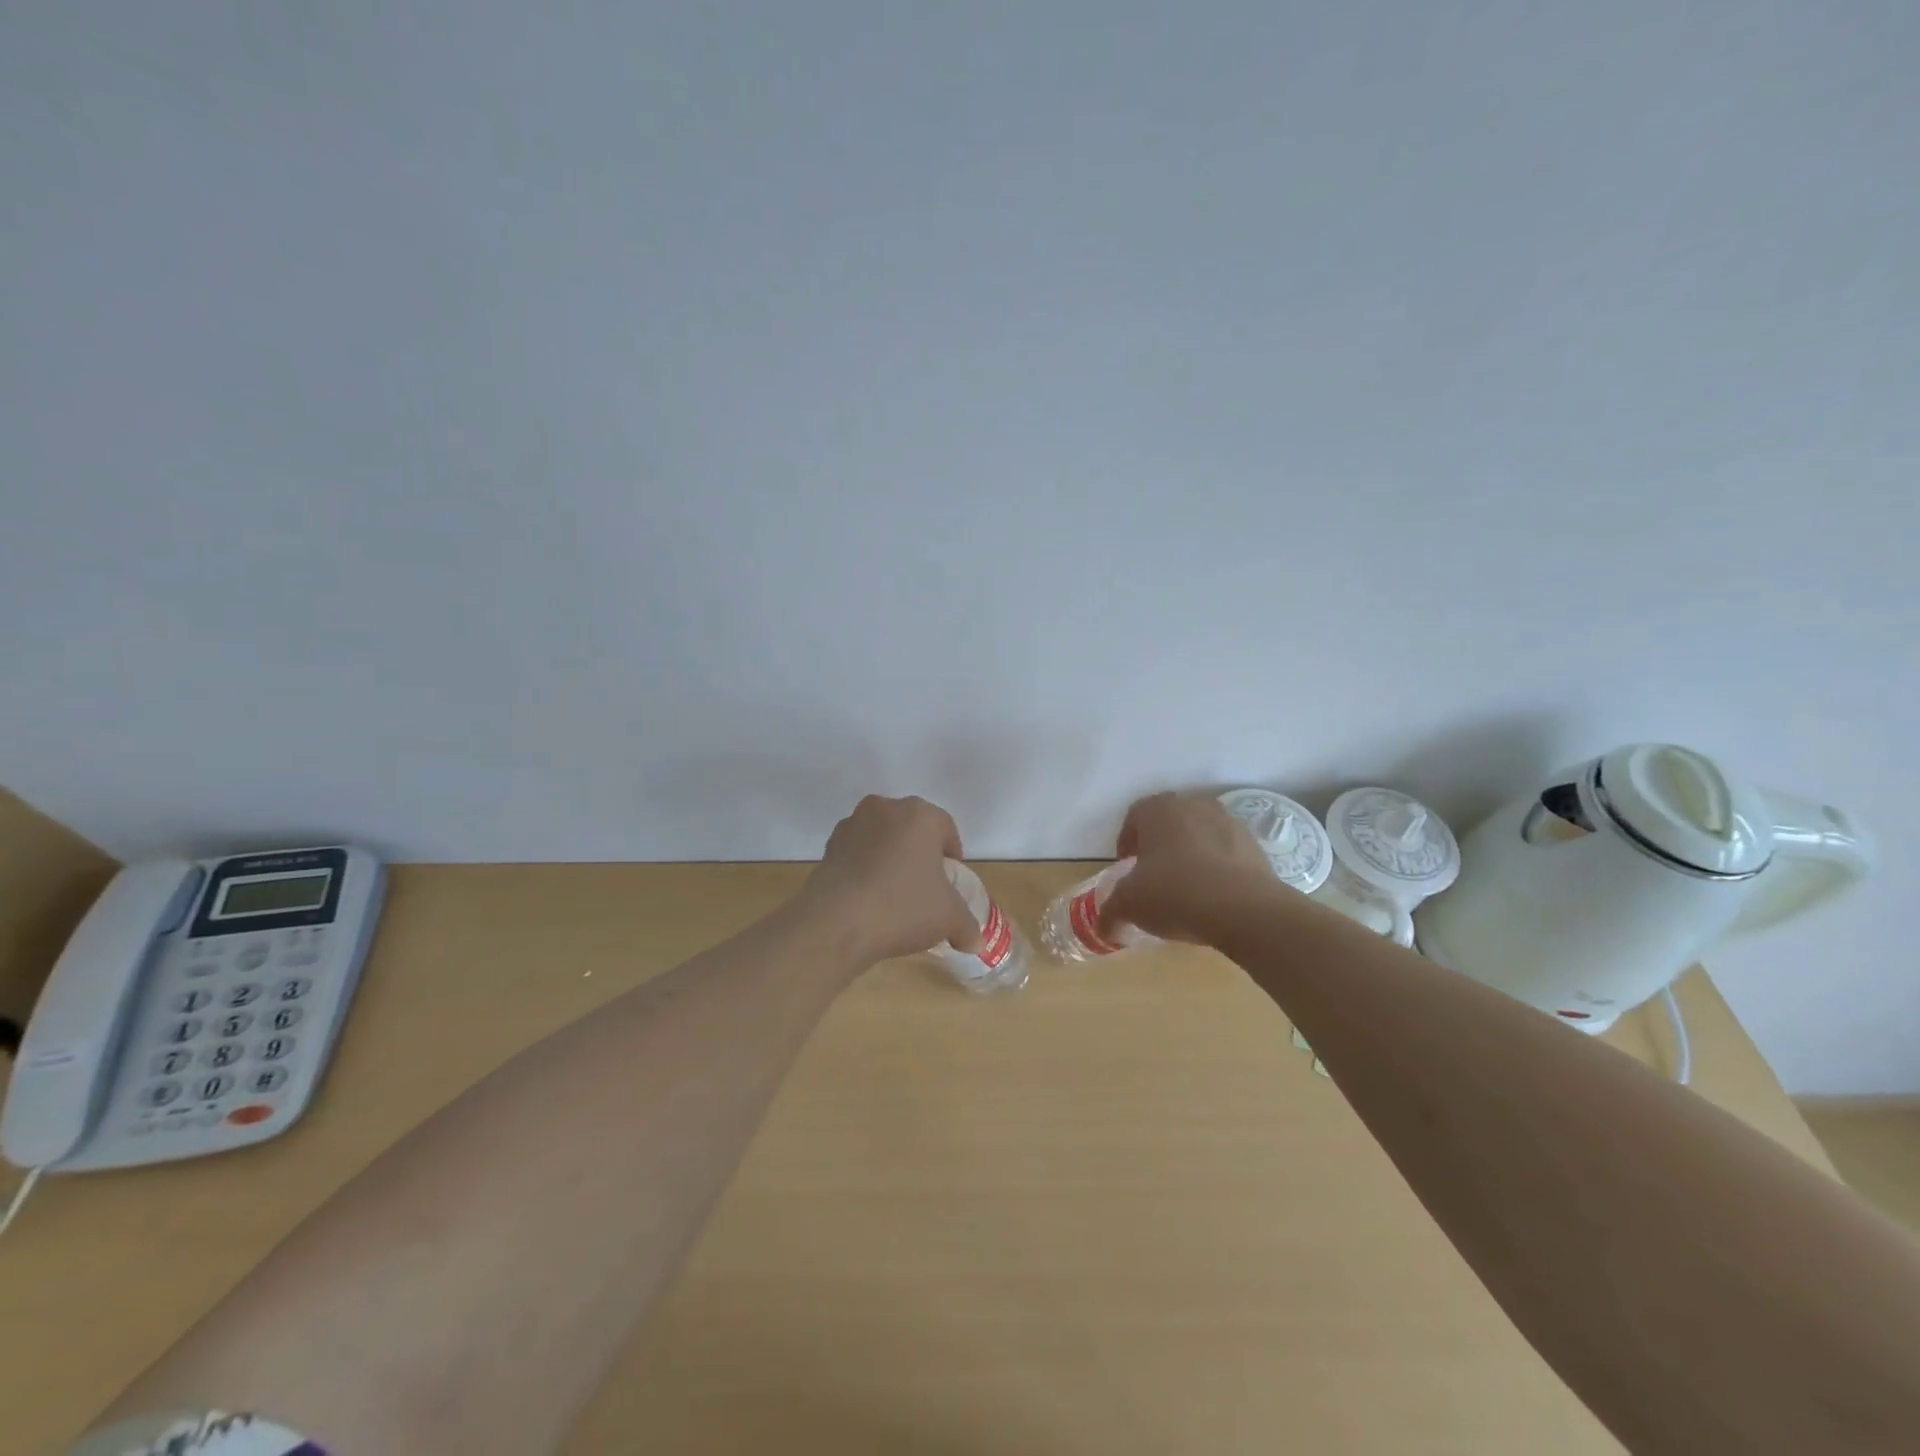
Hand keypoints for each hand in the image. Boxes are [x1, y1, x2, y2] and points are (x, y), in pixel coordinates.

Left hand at [799, 795, 981, 964]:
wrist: (836, 923)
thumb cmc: (903, 907)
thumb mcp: (948, 918)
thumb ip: (967, 925)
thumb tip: (975, 941)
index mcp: (920, 814)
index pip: (946, 829)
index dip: (952, 858)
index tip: (950, 884)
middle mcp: (885, 808)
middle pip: (912, 830)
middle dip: (920, 855)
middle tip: (925, 889)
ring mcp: (852, 825)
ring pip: (882, 840)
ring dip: (890, 860)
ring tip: (894, 897)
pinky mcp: (828, 847)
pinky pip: (857, 855)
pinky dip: (865, 870)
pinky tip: (868, 900)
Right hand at [1100, 792, 1277, 943]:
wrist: (1244, 909)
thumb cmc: (1174, 893)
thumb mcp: (1129, 905)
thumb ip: (1110, 912)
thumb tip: (1104, 928)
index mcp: (1158, 809)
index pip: (1134, 817)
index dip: (1127, 842)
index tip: (1126, 867)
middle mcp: (1193, 806)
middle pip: (1169, 823)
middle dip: (1159, 846)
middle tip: (1154, 877)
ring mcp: (1228, 823)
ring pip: (1199, 836)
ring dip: (1191, 856)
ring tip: (1186, 889)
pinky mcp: (1254, 846)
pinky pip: (1226, 854)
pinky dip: (1217, 869)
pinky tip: (1214, 897)